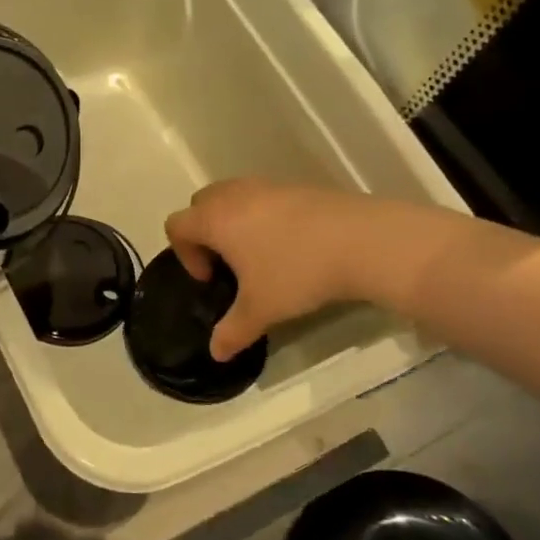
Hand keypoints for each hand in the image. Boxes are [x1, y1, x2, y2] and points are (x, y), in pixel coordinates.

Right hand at [165, 179, 360, 362]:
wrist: (362, 241)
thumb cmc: (297, 272)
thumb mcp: (261, 309)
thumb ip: (232, 331)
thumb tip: (216, 353)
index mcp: (215, 219)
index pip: (177, 226)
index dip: (185, 254)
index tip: (212, 279)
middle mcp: (234, 195)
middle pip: (200, 204)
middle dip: (205, 233)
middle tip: (228, 264)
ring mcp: (267, 186)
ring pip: (233, 197)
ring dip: (234, 223)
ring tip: (259, 255)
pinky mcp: (297, 186)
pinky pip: (263, 197)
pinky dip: (263, 217)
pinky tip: (291, 245)